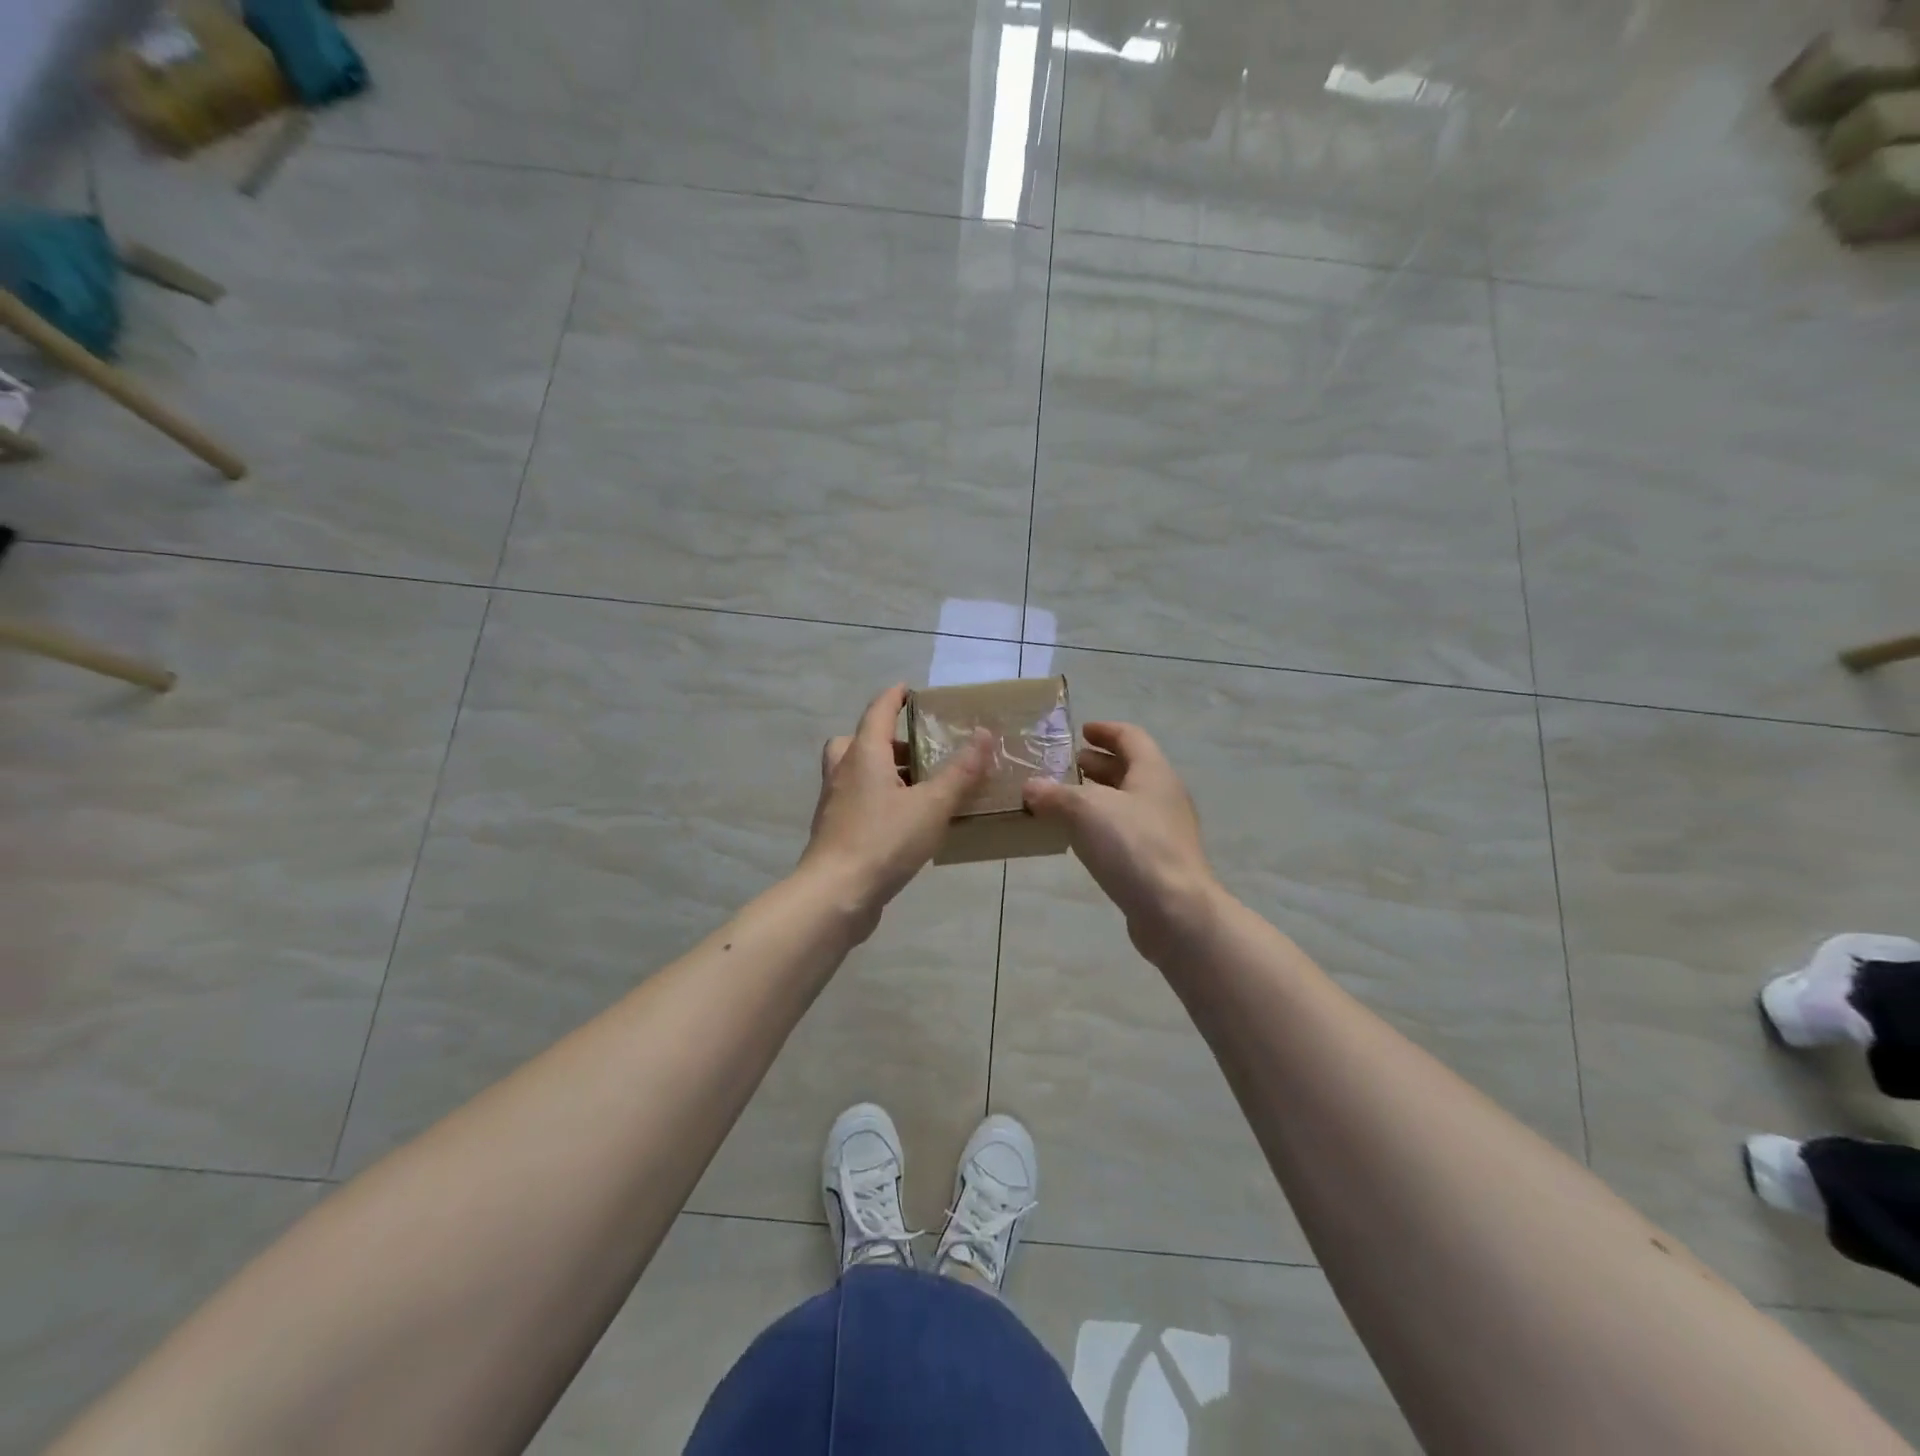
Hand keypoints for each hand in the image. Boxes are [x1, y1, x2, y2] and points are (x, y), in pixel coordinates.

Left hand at [799, 684, 989, 940]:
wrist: (836, 894)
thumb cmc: (884, 840)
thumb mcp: (932, 804)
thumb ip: (960, 771)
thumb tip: (984, 733)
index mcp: (864, 754)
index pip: (878, 711)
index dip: (894, 697)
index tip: (909, 690)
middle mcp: (843, 771)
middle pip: (859, 741)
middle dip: (887, 740)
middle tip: (917, 751)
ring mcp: (835, 803)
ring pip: (856, 773)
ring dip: (882, 771)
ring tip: (919, 788)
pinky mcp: (835, 831)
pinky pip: (857, 801)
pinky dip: (878, 799)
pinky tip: (905, 821)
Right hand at [1024, 722, 1220, 958]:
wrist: (1175, 911)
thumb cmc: (1133, 846)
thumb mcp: (1085, 810)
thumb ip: (1055, 794)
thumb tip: (1031, 787)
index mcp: (1153, 772)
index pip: (1130, 737)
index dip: (1105, 731)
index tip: (1081, 731)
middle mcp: (1163, 796)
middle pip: (1131, 769)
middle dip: (1099, 764)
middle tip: (1068, 765)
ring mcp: (1164, 831)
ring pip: (1128, 802)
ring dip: (1099, 796)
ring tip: (1066, 800)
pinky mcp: (1158, 861)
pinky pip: (1126, 831)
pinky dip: (1103, 824)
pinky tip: (1080, 838)